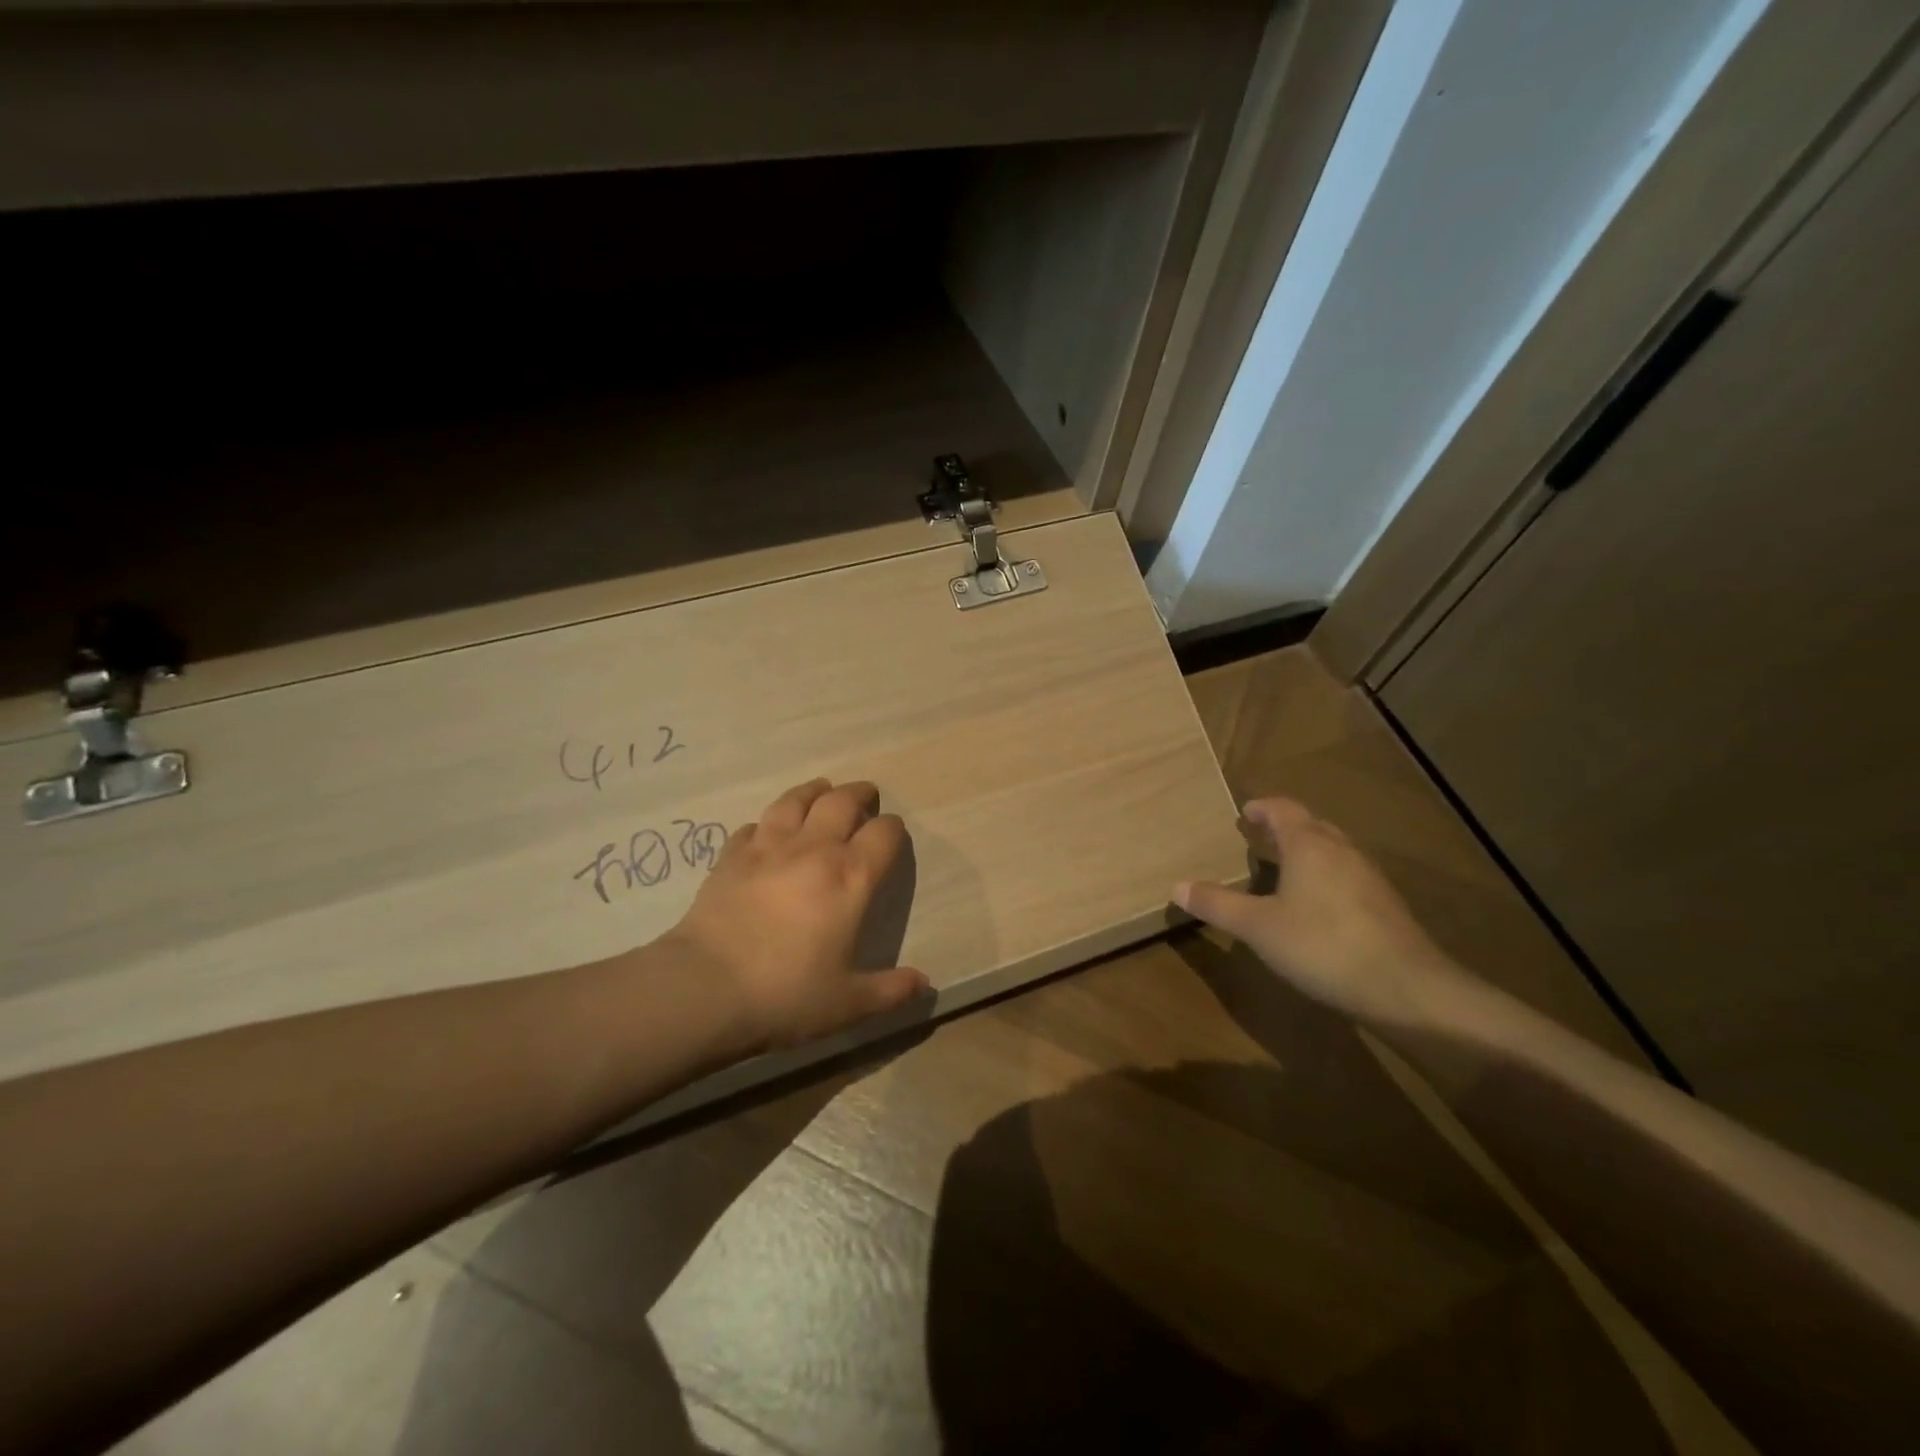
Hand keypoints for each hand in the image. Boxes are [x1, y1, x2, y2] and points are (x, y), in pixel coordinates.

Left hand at [665, 778, 929, 1051]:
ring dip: (813, 791)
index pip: (883, 834)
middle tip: (865, 794)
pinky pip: (753, 827)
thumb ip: (891, 991)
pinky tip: (765, 832)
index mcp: (851, 878)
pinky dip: (766, 824)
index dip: (893, 828)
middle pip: (841, 802)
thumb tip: (924, 984)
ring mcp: (768, 848)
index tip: (893, 832)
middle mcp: (814, 850)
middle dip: (859, 794)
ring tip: (820, 789)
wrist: (705, 988)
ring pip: (795, 801)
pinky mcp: (731, 857)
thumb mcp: (848, 1003)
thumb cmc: (786, 994)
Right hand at [1175, 798, 1461, 1025]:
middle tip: (1260, 837)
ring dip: (1307, 851)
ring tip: (1284, 868)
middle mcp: (1341, 850)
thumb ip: (1217, 904)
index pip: (1283, 810)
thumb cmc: (1321, 945)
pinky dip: (1325, 876)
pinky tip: (1315, 905)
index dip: (1263, 808)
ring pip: (1332, 850)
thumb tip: (1176, 886)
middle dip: (1285, 827)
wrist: (1406, 988)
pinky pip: (1346, 875)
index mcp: (1308, 844)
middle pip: (1311, 825)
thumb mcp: (1257, 927)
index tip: (1246, 812)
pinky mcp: (1384, 905)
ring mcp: (1368, 877)